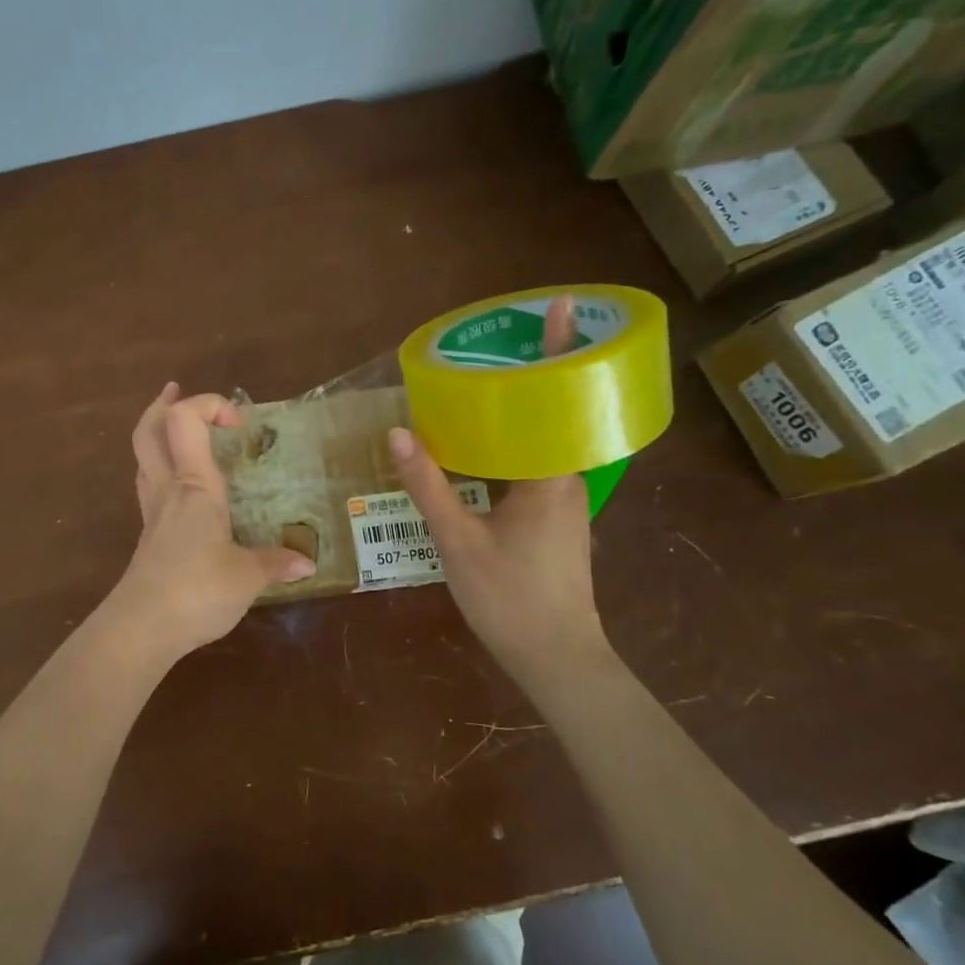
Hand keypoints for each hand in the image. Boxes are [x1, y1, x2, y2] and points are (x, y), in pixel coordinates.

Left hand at [106, 385, 315, 659]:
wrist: (141, 628)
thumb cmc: (197, 590)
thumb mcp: (247, 576)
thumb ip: (276, 563)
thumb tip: (307, 562)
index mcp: (195, 486)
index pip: (185, 421)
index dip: (208, 404)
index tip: (238, 421)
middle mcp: (168, 490)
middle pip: (148, 431)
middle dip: (162, 405)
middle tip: (176, 391)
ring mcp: (152, 513)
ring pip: (143, 458)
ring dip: (157, 435)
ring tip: (179, 433)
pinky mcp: (147, 537)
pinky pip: (150, 488)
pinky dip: (162, 472)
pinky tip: (183, 490)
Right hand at [386, 297, 609, 676]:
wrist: (556, 658)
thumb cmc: (510, 597)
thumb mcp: (458, 540)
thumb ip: (428, 486)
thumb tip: (397, 432)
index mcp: (551, 475)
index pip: (559, 399)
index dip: (561, 351)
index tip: (564, 307)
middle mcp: (566, 478)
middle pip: (553, 412)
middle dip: (533, 374)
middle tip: (499, 342)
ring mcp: (563, 501)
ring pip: (542, 442)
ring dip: (521, 411)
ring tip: (485, 384)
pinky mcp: (554, 520)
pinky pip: (534, 466)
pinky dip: (512, 444)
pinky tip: (481, 448)